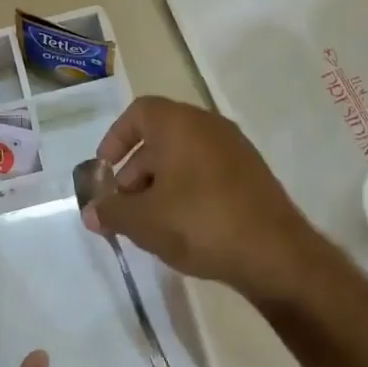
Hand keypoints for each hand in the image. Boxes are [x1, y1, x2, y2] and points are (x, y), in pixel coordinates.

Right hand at [81, 96, 324, 299]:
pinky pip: (207, 171)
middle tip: (123, 206)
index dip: (116, 138)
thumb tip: (92, 212)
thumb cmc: (199, 223)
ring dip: (159, 183)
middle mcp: (209, 125)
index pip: (138, 112)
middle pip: (160, 137)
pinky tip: (182, 227)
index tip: (105, 170)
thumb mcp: (143, 221)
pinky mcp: (252, 174)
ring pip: (184, 156)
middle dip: (135, 170)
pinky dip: (187, 189)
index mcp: (179, 123)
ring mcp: (235, 149)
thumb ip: (112, 212)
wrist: (275, 254)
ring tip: (150, 223)